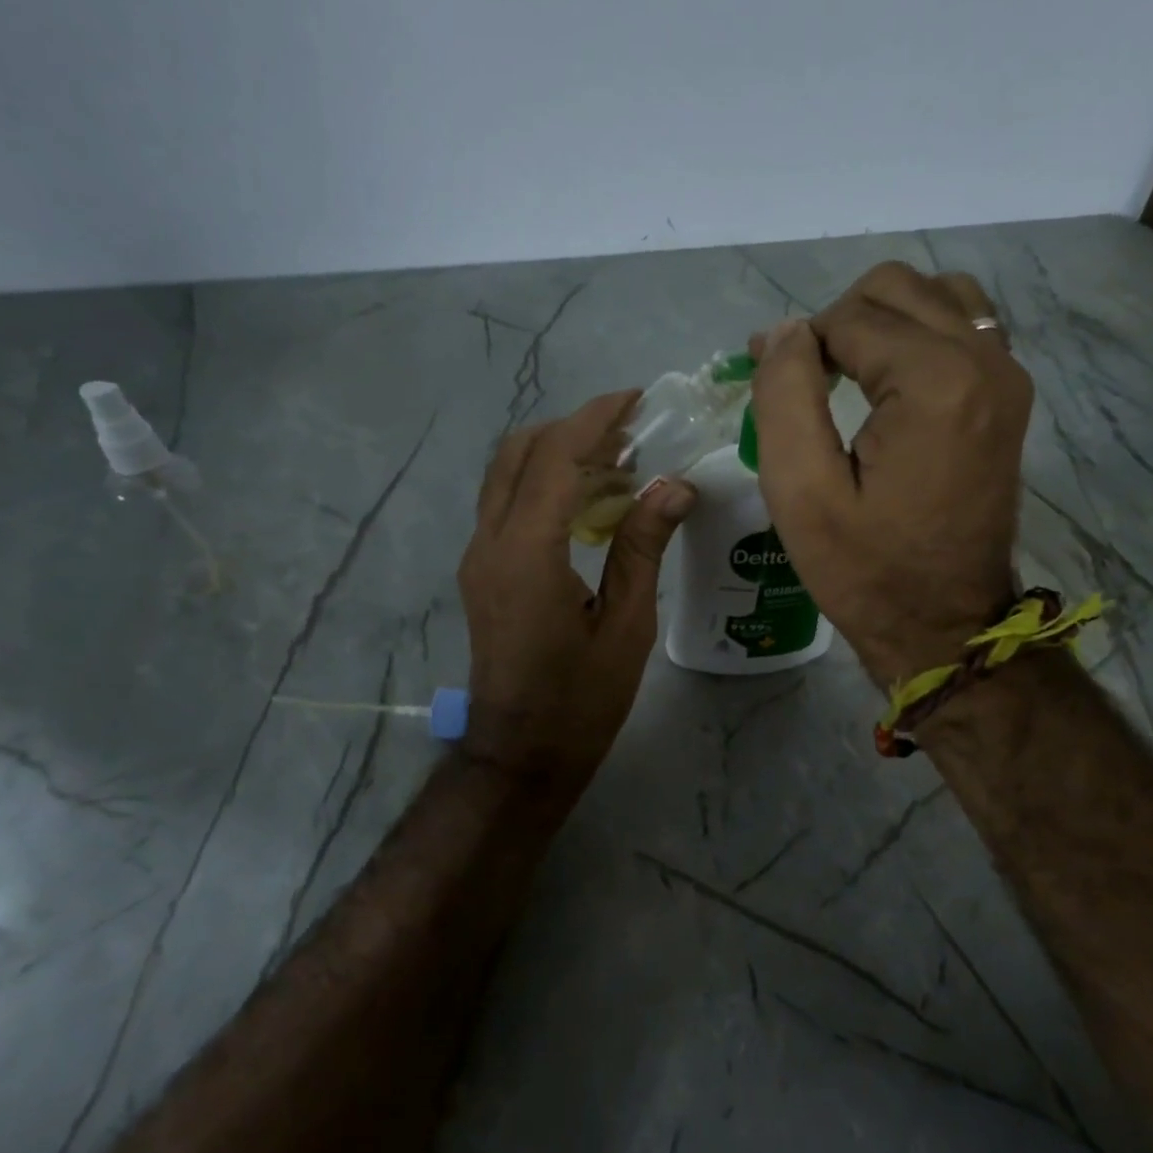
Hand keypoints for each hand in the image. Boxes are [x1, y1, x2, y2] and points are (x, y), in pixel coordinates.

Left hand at [458, 392, 694, 790]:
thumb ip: (642, 547)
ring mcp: (479, 557)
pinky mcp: (482, 572)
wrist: (522, 753)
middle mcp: (489, 543)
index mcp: (527, 553)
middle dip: (573, 429)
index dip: (595, 419)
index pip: (556, 458)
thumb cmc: (581, 700)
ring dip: (557, 455)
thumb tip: (674, 485)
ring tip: (618, 463)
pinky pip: (508, 506)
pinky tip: (590, 504)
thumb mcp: (626, 625)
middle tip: (630, 433)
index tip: (635, 399)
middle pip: (519, 453)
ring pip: (507, 476)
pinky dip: (545, 485)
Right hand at [750, 262, 1033, 684]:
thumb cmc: (866, 571)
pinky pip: (964, 328)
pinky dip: (919, 336)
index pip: (850, 317)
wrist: (945, 626)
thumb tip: (786, 332)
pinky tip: (891, 384)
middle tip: (805, 384)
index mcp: (935, 383)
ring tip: (847, 377)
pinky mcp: (1010, 399)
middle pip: (897, 288)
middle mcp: (985, 361)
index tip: (769, 384)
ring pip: (935, 297)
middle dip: (838, 323)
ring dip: (881, 322)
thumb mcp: (801, 493)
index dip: (798, 344)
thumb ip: (785, 396)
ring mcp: (1007, 377)